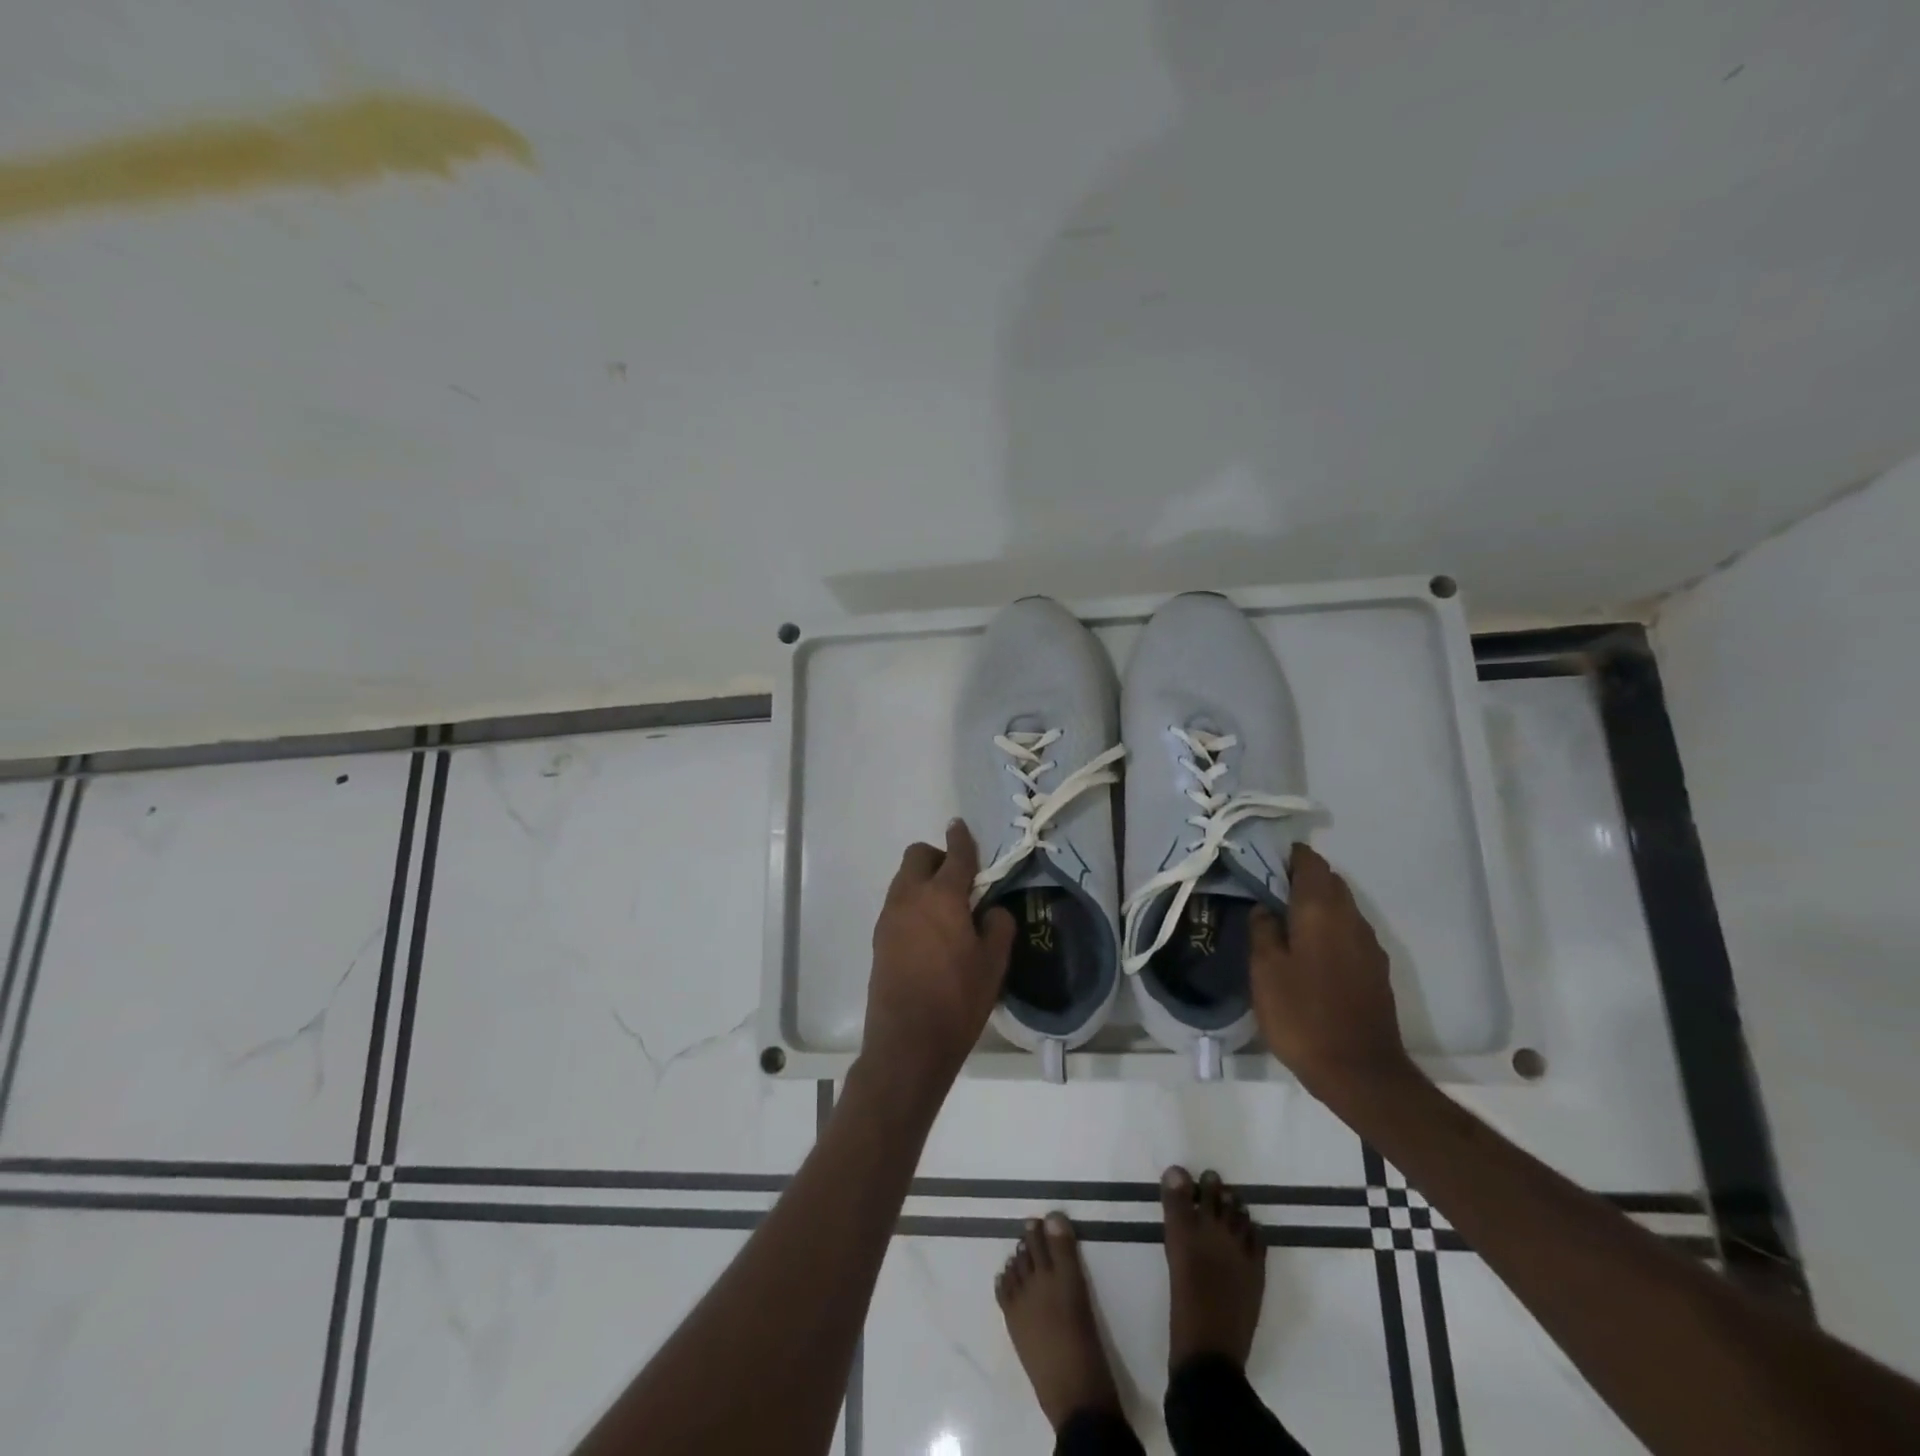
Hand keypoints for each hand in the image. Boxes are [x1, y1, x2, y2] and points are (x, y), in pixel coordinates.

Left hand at [862, 820, 1015, 1097]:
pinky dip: (913, 904)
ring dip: (923, 881)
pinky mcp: (878, 938)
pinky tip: (929, 933)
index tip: (961, 826)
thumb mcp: (993, 964)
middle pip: (918, 856)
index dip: (961, 838)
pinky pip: (897, 904)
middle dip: (938, 858)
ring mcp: (889, 917)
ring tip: (947, 911)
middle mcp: (910, 897)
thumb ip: (998, 926)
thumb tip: (992, 911)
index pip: (955, 855)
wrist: (907, 1041)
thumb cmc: (957, 999)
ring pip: (904, 880)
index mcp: (942, 896)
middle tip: (960, 882)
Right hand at [1250, 844, 1412, 1103]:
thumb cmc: (1302, 1015)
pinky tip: (1307, 947)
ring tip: (1283, 917)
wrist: (1360, 1072)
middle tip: (1267, 888)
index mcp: (1321, 911)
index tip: (1263, 859)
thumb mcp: (1265, 970)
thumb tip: (1265, 906)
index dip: (1288, 855)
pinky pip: (1348, 931)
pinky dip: (1328, 926)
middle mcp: (1351, 919)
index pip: (1311, 863)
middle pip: (1329, 881)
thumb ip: (1263, 930)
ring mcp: (1369, 945)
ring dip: (1316, 903)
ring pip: (1341, 906)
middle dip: (1301, 877)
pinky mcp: (1375, 969)